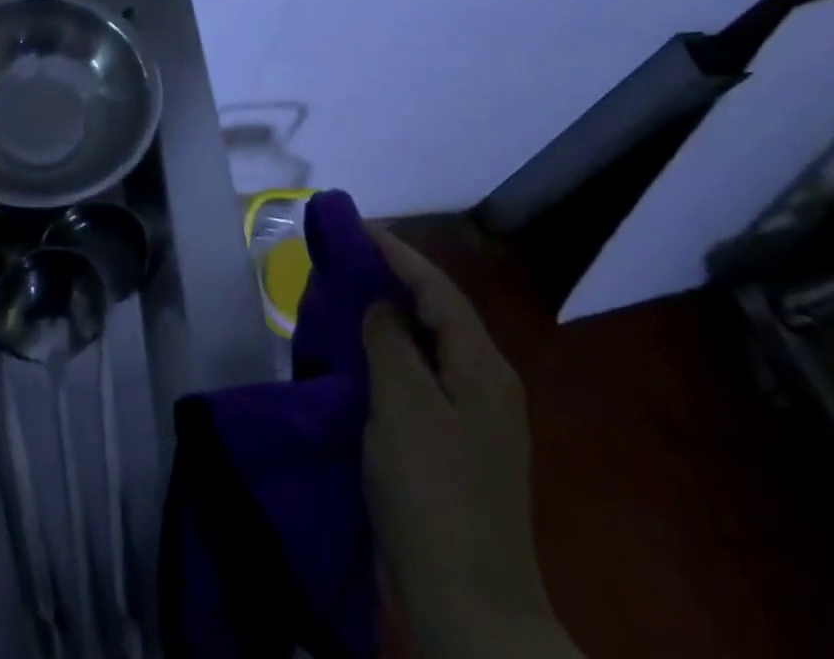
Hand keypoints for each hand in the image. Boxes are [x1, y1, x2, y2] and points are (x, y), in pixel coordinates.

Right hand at [362, 226, 580, 658]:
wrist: (466, 609)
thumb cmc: (432, 494)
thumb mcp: (403, 405)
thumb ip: (391, 340)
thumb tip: (383, 305)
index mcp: (482, 366)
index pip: (438, 289)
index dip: (398, 253)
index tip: (357, 225)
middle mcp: (486, 383)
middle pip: (437, 313)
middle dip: (394, 279)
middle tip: (347, 256)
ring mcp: (474, 419)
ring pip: (427, 346)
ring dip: (390, 317)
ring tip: (348, 295)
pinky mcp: (455, 447)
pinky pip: (420, 379)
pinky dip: (390, 356)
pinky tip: (362, 357)